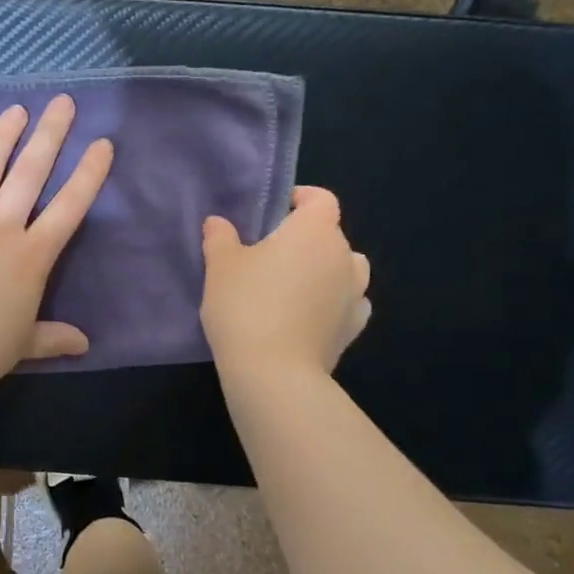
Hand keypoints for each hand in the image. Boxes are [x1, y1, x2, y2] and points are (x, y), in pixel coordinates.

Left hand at [0, 96, 113, 396]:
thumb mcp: (24, 345)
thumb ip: (54, 337)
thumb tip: (84, 343)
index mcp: (31, 257)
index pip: (69, 207)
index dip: (89, 174)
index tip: (103, 143)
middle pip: (30, 174)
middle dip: (50, 135)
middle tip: (62, 102)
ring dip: (2, 138)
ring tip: (17, 110)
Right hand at [201, 187, 371, 377]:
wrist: (274, 374)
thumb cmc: (246, 306)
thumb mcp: (220, 266)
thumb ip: (220, 238)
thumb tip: (218, 223)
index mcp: (315, 231)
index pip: (321, 199)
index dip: (301, 199)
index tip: (275, 212)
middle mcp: (344, 256)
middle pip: (331, 235)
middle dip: (305, 239)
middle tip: (270, 256)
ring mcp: (355, 294)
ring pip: (345, 269)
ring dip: (325, 270)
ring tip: (293, 286)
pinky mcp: (354, 329)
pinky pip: (347, 303)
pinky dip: (332, 303)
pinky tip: (307, 316)